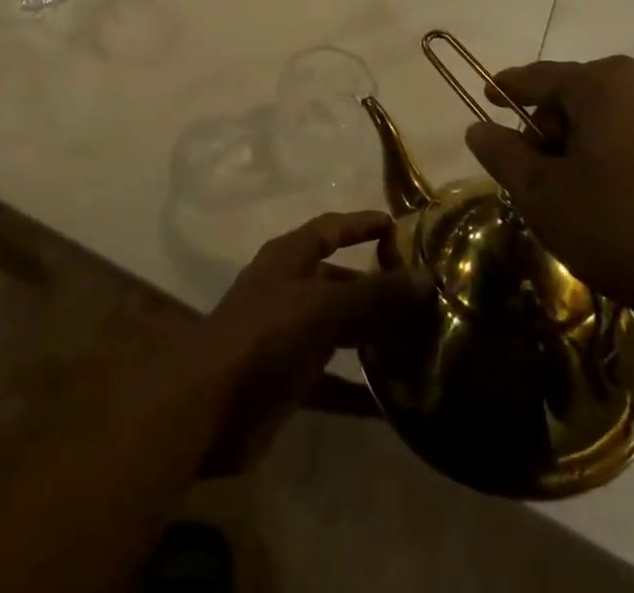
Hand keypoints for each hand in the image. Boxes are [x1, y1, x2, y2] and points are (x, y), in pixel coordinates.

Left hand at [195, 210, 423, 472]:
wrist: (208, 408)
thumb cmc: (264, 336)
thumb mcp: (322, 307)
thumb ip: (374, 294)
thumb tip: (425, 276)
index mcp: (289, 258)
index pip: (331, 228)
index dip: (361, 224)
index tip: (398, 227)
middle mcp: (288, 289)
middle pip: (338, 279)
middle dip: (375, 285)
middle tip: (422, 296)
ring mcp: (287, 335)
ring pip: (338, 327)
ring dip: (371, 334)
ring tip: (418, 342)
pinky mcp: (288, 379)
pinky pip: (332, 379)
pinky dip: (358, 389)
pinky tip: (392, 404)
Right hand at [466, 57, 633, 348]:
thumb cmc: (627, 229)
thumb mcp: (546, 197)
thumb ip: (504, 155)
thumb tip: (479, 128)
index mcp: (604, 82)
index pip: (538, 76)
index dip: (507, 88)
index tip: (486, 99)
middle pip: (576, 96)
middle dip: (550, 131)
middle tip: (537, 179)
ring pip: (610, 118)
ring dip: (584, 148)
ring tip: (578, 199)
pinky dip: (619, 158)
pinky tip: (621, 205)